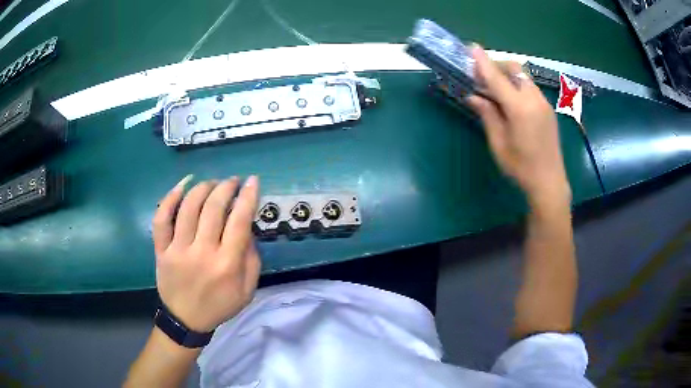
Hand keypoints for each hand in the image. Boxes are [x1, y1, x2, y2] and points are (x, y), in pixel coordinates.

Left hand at [152, 175, 260, 331]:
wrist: (186, 320)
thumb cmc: (219, 305)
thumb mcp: (247, 290)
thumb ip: (252, 259)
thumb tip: (247, 227)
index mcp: (226, 264)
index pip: (239, 221)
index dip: (248, 196)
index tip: (252, 181)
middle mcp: (202, 253)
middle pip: (213, 208)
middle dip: (226, 187)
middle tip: (232, 181)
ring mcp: (178, 250)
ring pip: (188, 207)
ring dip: (202, 188)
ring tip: (211, 183)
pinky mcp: (161, 250)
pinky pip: (161, 219)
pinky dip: (170, 198)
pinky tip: (182, 187)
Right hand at [466, 46, 570, 209]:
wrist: (549, 182)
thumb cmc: (520, 167)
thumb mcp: (498, 142)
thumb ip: (487, 114)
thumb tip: (473, 96)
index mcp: (519, 108)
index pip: (497, 78)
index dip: (483, 61)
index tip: (472, 46)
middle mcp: (534, 99)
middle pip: (514, 69)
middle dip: (497, 66)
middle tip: (482, 76)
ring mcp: (543, 103)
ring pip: (523, 78)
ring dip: (507, 76)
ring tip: (495, 90)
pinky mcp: (548, 109)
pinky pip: (530, 88)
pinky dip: (517, 86)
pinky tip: (511, 101)